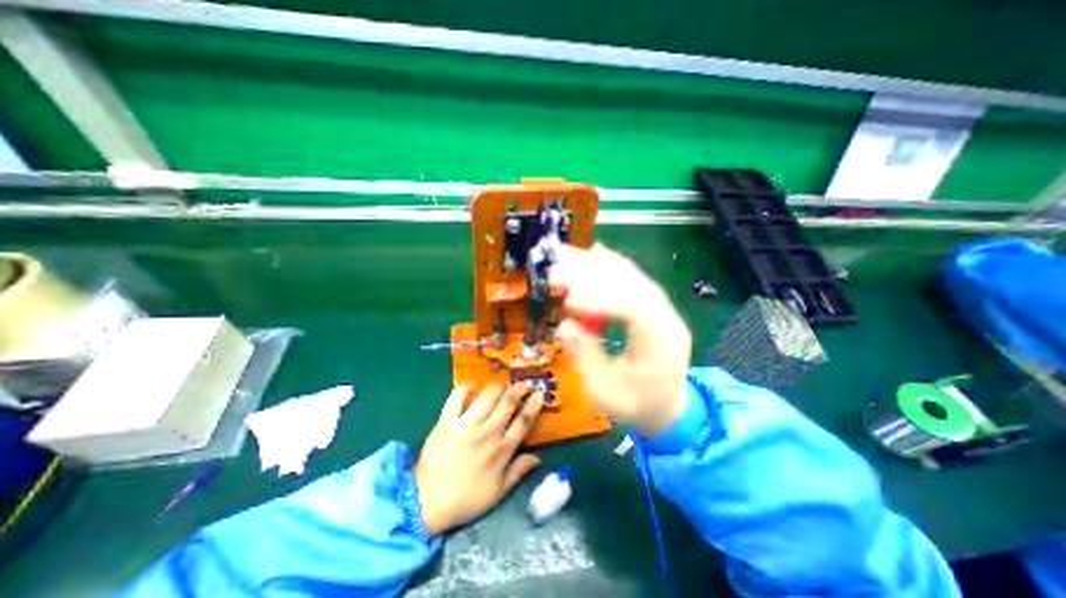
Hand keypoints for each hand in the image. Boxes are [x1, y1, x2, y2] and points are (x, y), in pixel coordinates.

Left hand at [414, 385, 542, 535]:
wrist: (425, 503)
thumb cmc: (465, 500)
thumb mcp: (498, 493)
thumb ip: (519, 472)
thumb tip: (538, 458)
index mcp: (501, 451)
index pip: (523, 421)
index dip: (534, 404)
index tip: (539, 394)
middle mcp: (486, 433)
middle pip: (508, 402)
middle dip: (520, 389)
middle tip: (525, 384)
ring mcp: (465, 425)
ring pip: (487, 396)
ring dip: (499, 386)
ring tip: (503, 384)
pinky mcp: (446, 421)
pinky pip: (456, 397)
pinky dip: (465, 388)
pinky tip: (473, 386)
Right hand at [549, 246, 691, 436]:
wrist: (668, 409)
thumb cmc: (637, 406)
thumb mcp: (606, 392)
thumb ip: (586, 357)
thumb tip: (565, 325)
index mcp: (661, 342)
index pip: (633, 309)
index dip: (600, 301)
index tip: (569, 301)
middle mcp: (666, 318)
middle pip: (633, 283)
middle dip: (596, 271)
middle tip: (564, 258)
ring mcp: (661, 310)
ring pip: (632, 277)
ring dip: (601, 264)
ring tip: (573, 253)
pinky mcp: (652, 308)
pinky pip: (632, 281)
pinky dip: (612, 267)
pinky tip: (597, 254)